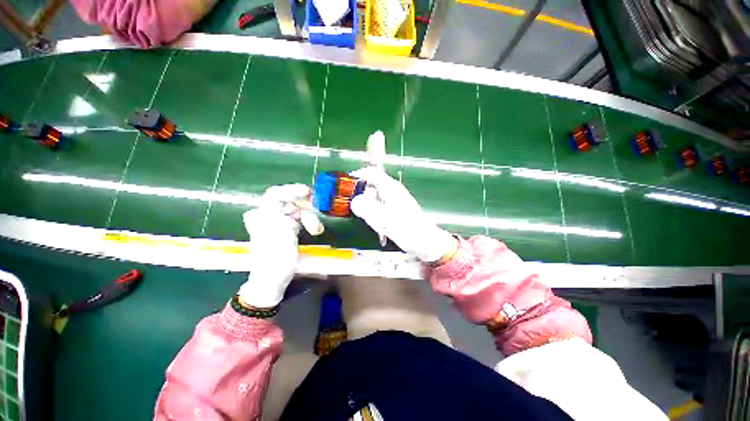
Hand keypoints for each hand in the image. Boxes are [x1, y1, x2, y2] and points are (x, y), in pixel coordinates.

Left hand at [238, 184, 321, 307]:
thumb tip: (297, 195)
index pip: (276, 194)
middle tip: (319, 211)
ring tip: (317, 230)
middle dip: (306, 207)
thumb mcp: (279, 228)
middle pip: (290, 202)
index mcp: (263, 214)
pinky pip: (300, 219)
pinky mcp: (288, 230)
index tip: (309, 193)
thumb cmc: (275, 254)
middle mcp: (270, 215)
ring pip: (298, 211)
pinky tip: (315, 230)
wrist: (274, 278)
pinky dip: (309, 223)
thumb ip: (283, 207)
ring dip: (310, 217)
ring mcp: (279, 223)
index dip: (293, 190)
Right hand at [349, 166, 457, 262]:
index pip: (373, 172)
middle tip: (367, 215)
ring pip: (374, 200)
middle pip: (371, 187)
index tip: (347, 186)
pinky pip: (379, 209)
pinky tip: (382, 228)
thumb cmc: (408, 229)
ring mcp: (394, 201)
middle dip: (364, 199)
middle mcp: (392, 191)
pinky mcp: (395, 211)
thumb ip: (367, 208)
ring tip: (378, 225)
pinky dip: (376, 217)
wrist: (426, 243)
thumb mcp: (385, 218)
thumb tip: (354, 201)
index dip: (359, 175)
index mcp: (391, 187)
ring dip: (370, 211)